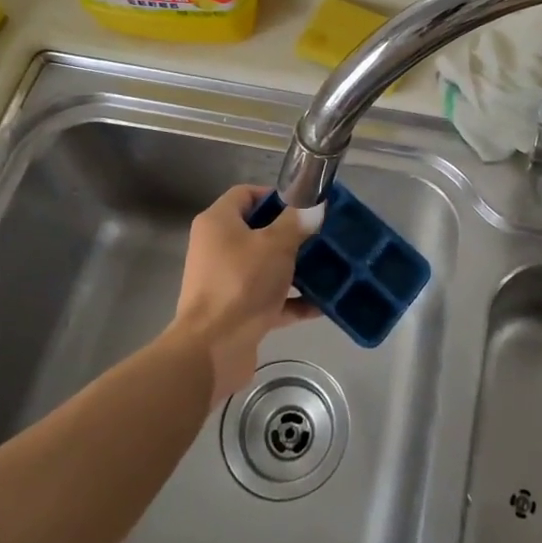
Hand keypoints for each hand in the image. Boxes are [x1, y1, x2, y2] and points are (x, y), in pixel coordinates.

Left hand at [170, 185, 320, 400]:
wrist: (213, 349)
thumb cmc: (242, 283)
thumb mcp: (275, 246)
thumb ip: (297, 223)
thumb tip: (314, 208)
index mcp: (218, 222)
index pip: (246, 194)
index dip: (275, 195)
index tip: (305, 206)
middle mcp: (217, 247)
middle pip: (258, 231)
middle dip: (292, 234)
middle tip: (322, 236)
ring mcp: (225, 281)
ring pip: (265, 266)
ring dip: (295, 269)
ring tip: (328, 268)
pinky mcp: (235, 311)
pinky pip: (267, 298)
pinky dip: (290, 301)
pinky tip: (321, 305)